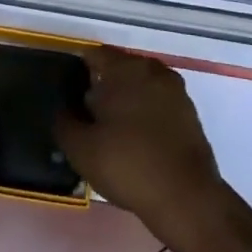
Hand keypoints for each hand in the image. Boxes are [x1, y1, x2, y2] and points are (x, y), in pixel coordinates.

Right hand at [56, 47, 229, 249]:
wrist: (186, 197)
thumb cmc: (128, 164)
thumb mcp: (81, 148)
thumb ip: (64, 122)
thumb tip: (62, 109)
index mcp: (124, 68)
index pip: (94, 55)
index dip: (77, 71)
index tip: (68, 95)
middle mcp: (152, 69)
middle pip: (119, 68)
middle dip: (102, 86)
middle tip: (86, 116)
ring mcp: (175, 90)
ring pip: (140, 85)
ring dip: (126, 100)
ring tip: (110, 130)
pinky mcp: (189, 112)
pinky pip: (158, 102)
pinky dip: (145, 113)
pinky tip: (136, 139)